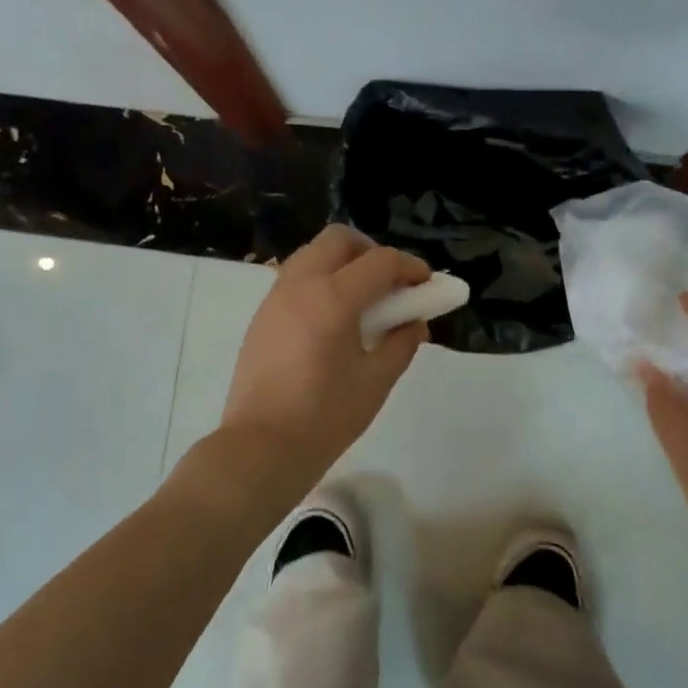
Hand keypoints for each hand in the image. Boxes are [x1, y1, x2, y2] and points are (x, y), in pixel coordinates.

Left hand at [218, 224, 431, 499]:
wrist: (260, 447)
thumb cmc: (325, 417)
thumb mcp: (376, 381)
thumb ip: (401, 342)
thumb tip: (415, 322)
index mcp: (332, 298)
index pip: (380, 261)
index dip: (410, 267)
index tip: (426, 284)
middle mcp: (300, 284)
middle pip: (339, 239)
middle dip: (371, 252)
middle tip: (390, 284)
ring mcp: (275, 297)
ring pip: (313, 254)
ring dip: (343, 264)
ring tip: (363, 303)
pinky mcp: (261, 315)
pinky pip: (296, 278)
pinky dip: (321, 281)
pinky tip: (333, 320)